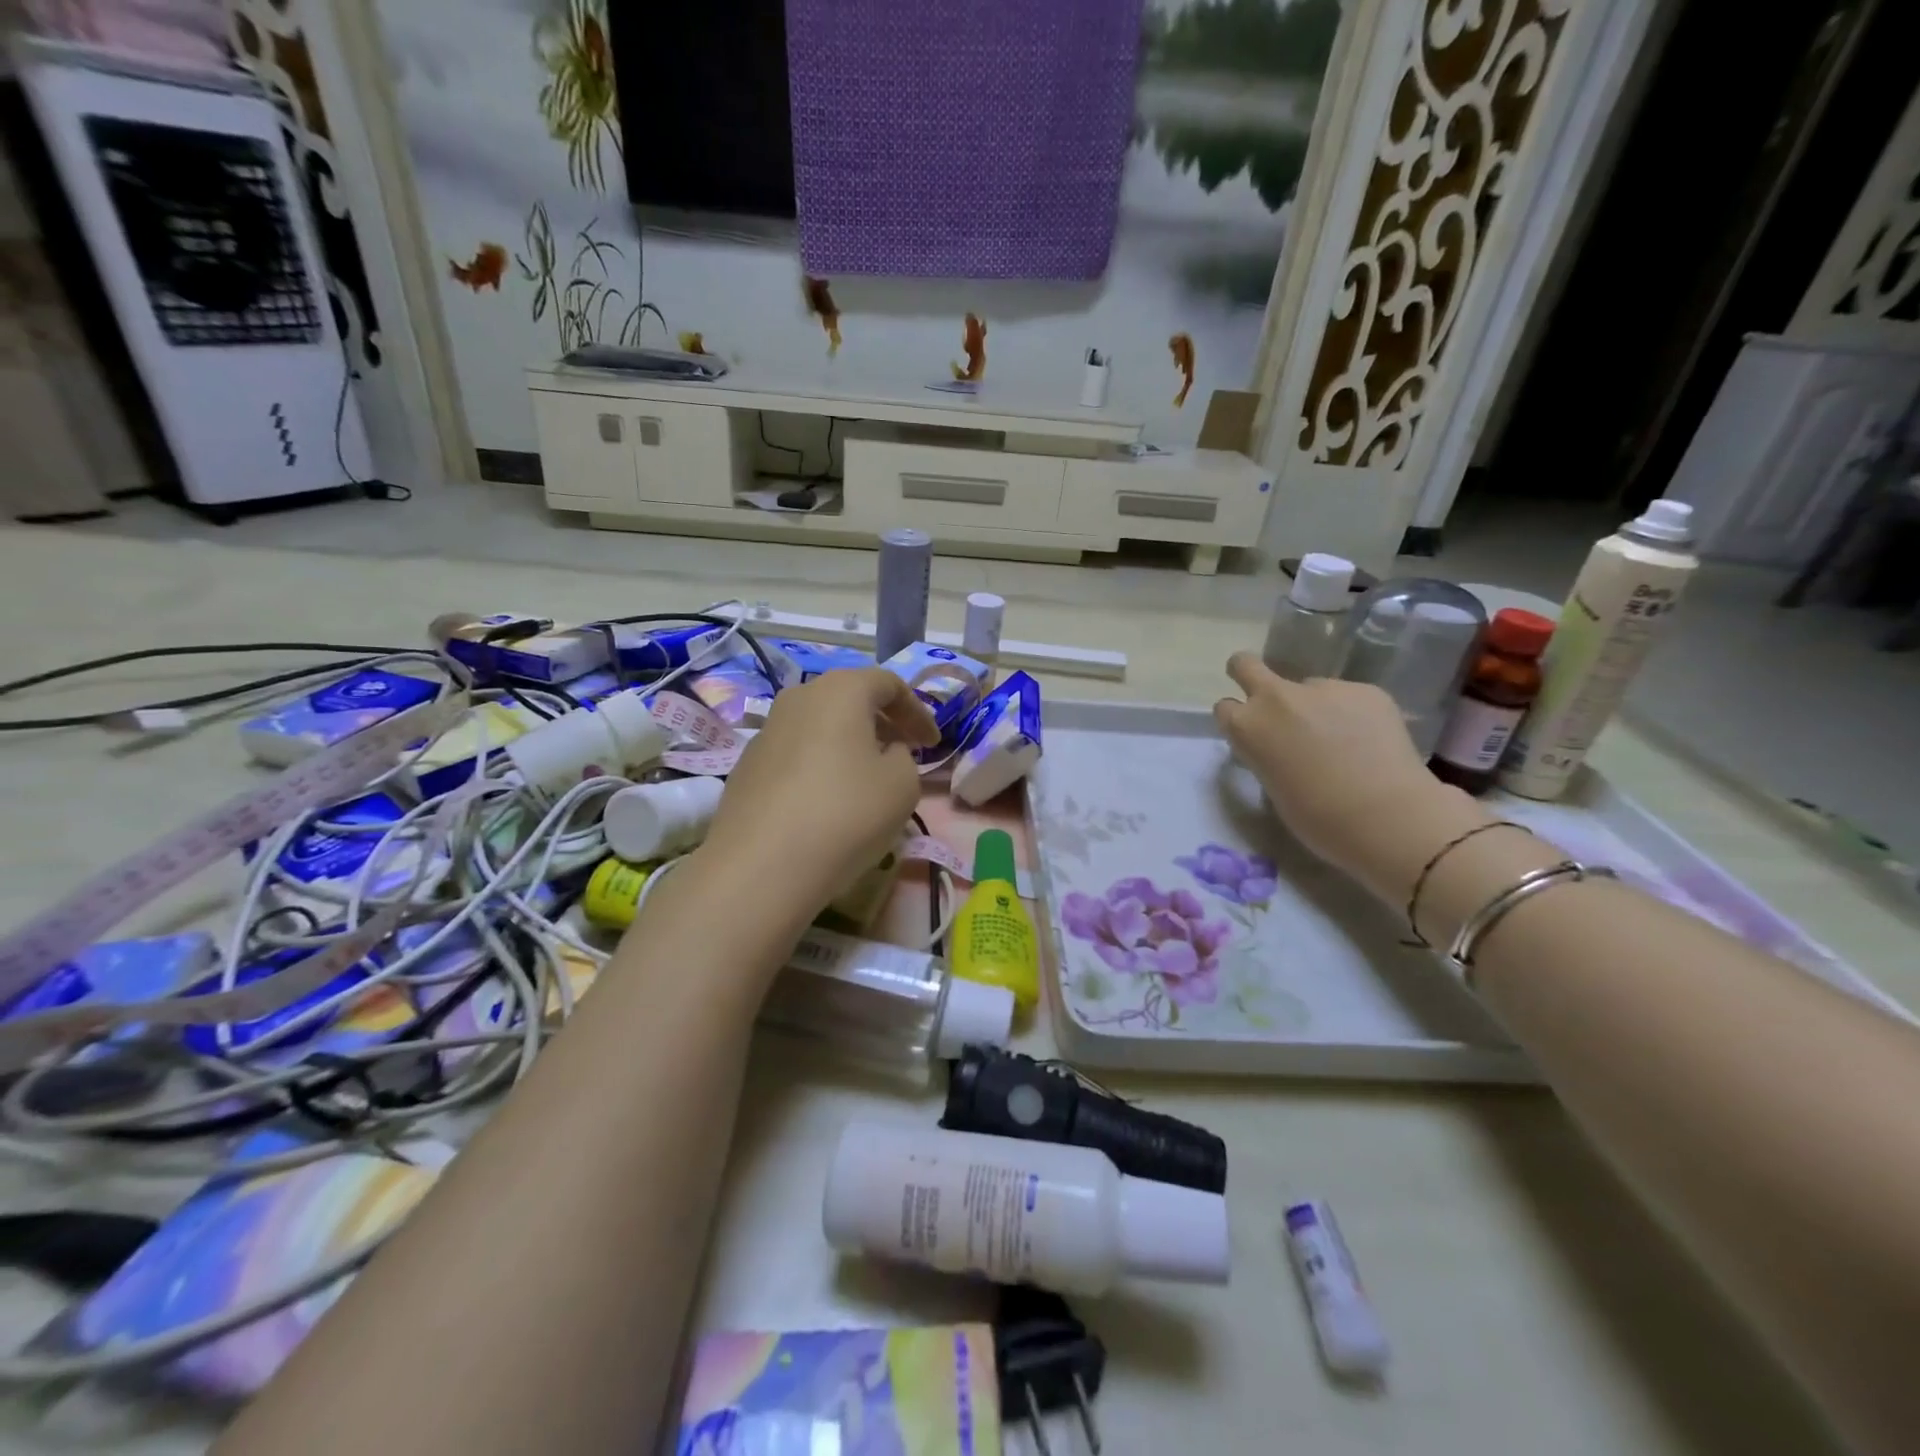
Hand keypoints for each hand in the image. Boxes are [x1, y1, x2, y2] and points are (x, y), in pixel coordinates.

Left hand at [701, 668, 938, 915]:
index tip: (933, 744)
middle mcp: (798, 698)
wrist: (762, 865)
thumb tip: (885, 752)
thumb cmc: (846, 813)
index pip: (889, 684)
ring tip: (866, 779)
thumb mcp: (903, 785)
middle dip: (881, 723)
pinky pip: (796, 754)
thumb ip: (904, 757)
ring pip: (820, 726)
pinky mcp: (746, 766)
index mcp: (840, 690)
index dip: (917, 712)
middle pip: (849, 699)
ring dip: (848, 745)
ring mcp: (766, 731)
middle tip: (903, 754)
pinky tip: (827, 803)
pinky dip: (819, 767)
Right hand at [1214, 653, 1476, 896]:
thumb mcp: (1271, 785)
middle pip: (1245, 665)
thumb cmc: (1316, 817)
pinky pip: (1349, 697)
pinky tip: (1370, 741)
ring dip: (1316, 706)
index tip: (1253, 733)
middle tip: (1269, 702)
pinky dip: (1353, 713)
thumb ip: (1266, 753)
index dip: (1238, 719)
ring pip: (1309, 688)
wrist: (1384, 815)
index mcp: (1247, 727)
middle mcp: (1276, 697)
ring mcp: (1323, 688)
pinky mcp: (1365, 689)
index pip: (1225, 707)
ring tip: (1343, 740)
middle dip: (1248, 674)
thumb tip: (1281, 744)